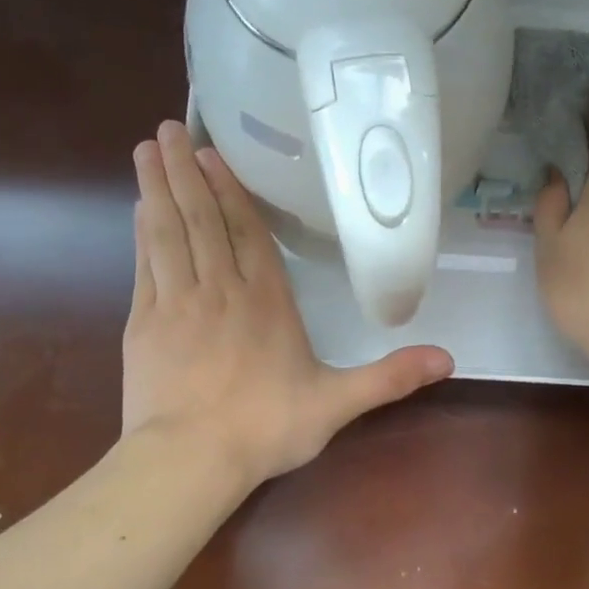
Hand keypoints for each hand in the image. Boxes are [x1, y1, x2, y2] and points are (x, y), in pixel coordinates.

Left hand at [122, 121, 453, 484]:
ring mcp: (177, 302)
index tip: (213, 153)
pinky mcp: (144, 323)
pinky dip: (143, 233)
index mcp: (266, 300)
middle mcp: (221, 289)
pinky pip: (145, 265)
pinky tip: (139, 208)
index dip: (232, 191)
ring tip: (148, 149)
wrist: (189, 460)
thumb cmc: (265, 428)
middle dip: (188, 171)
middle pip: (203, 219)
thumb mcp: (338, 403)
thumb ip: (389, 377)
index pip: (248, 233)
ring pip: (169, 232)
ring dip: (159, 188)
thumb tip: (448, 359)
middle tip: (169, 127)